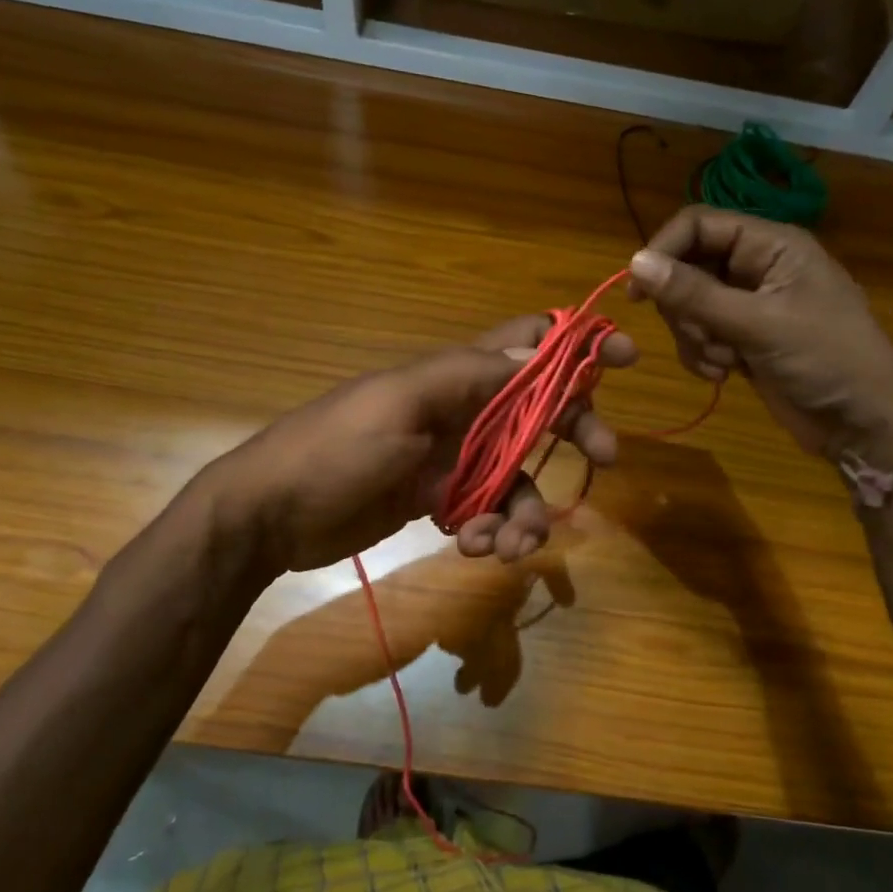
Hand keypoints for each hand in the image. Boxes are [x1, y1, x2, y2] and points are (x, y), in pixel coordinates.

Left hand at [202, 315, 636, 573]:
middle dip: (573, 434)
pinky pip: (484, 513)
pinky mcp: (435, 501)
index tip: (623, 359)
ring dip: (522, 511)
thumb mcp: (400, 404)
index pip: (525, 344)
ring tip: (504, 545)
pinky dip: (488, 531)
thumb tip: (539, 348)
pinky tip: (470, 547)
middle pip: (536, 415)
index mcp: (452, 376)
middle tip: (604, 461)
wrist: (269, 516)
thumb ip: (469, 377)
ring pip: (514, 478)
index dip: (575, 345)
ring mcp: (448, 460)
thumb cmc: (332, 449)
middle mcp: (459, 412)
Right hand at [627, 206, 892, 466]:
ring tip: (725, 360)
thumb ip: (695, 294)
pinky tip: (725, 374)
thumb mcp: (759, 323)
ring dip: (695, 337)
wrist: (863, 422)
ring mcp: (748, 306)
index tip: (638, 291)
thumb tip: (635, 262)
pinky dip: (703, 356)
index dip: (664, 250)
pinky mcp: (743, 340)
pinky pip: (700, 336)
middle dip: (684, 308)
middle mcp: (757, 268)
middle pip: (688, 268)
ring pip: (689, 307)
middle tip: (703, 336)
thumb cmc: (826, 358)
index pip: (699, 225)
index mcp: (771, 245)